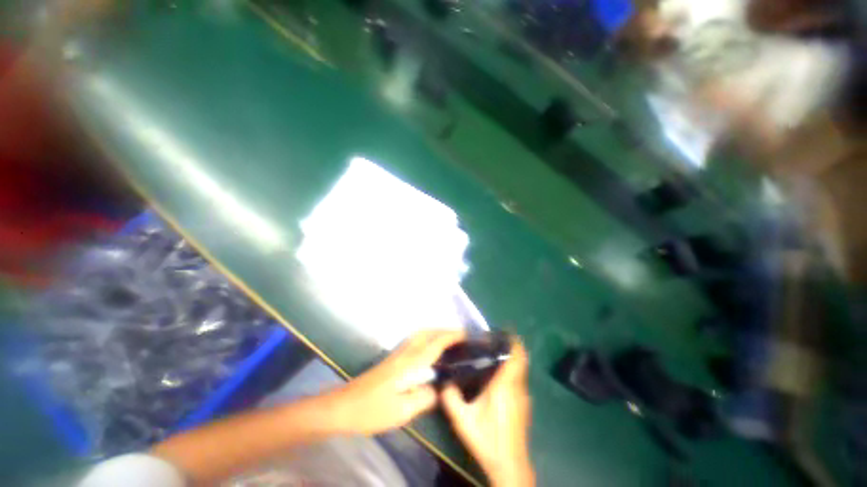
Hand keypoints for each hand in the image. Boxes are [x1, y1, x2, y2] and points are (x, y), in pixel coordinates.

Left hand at [325, 329, 465, 435]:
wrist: (342, 406)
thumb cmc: (371, 410)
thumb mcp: (401, 411)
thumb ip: (424, 398)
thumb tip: (438, 391)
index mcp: (410, 363)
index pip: (435, 343)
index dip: (451, 336)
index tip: (466, 334)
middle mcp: (404, 353)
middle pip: (427, 332)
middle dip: (444, 329)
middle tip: (459, 336)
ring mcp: (396, 354)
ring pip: (419, 334)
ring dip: (435, 331)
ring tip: (448, 340)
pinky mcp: (391, 359)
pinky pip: (414, 341)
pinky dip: (426, 338)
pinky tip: (428, 350)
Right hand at [441, 339, 533, 486]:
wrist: (509, 466)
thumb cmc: (487, 439)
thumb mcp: (463, 420)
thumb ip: (450, 398)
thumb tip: (442, 381)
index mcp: (505, 385)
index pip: (516, 356)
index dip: (513, 340)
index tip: (503, 330)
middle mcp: (517, 387)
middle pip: (521, 358)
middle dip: (511, 345)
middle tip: (494, 339)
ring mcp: (523, 396)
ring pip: (521, 368)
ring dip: (512, 357)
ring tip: (494, 352)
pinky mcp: (524, 404)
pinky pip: (520, 378)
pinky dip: (513, 369)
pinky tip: (498, 376)